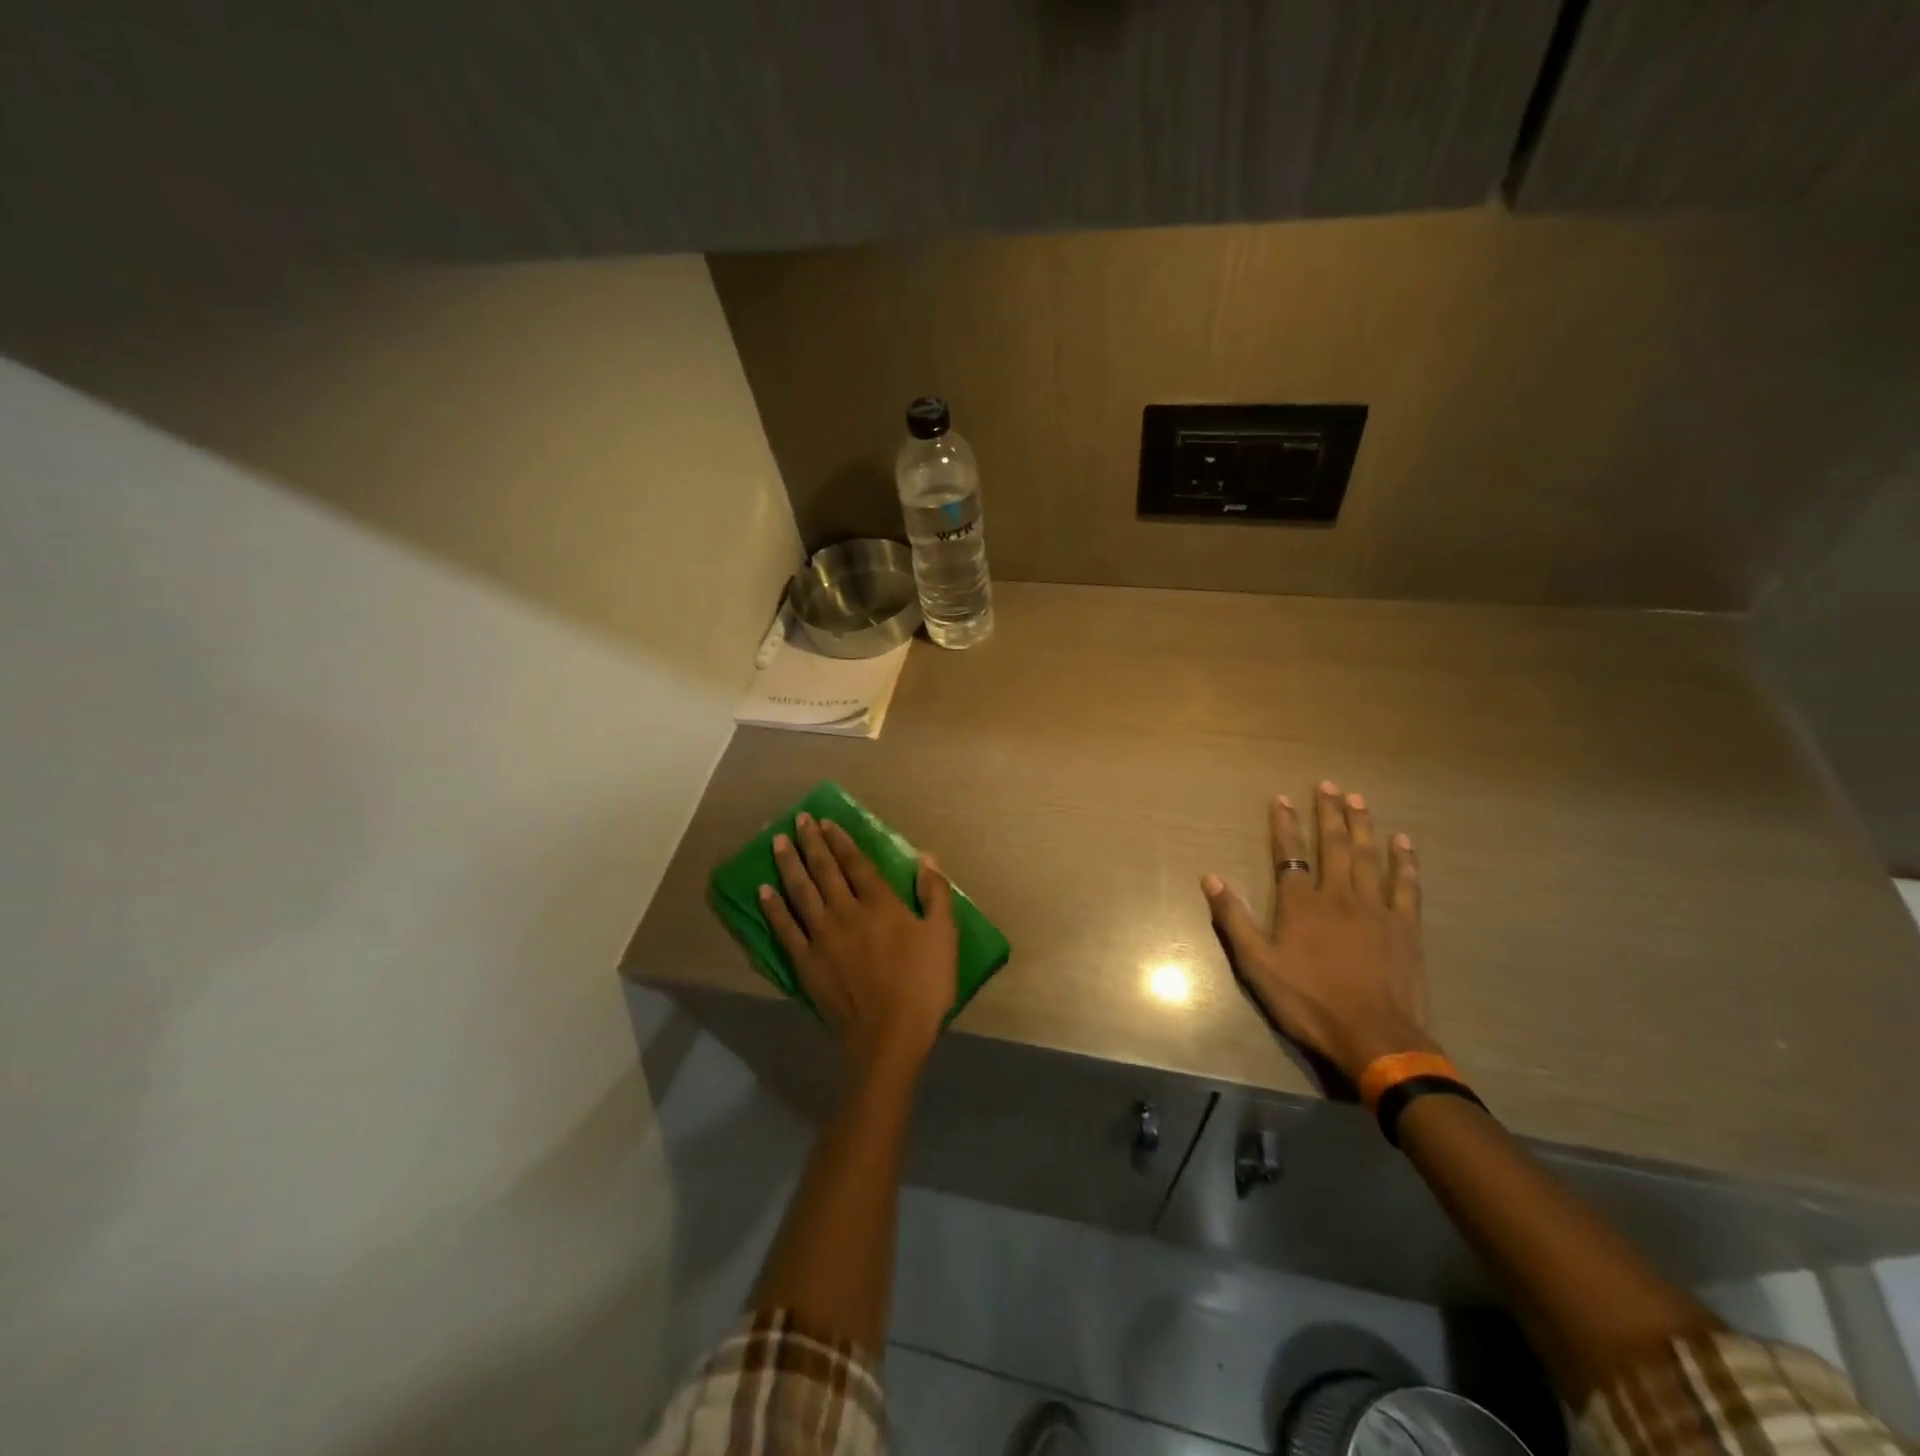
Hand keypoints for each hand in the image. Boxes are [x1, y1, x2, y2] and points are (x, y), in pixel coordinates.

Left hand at [760, 812, 957, 1077]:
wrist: (890, 1036)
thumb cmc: (923, 985)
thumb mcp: (944, 936)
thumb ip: (935, 894)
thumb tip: (926, 857)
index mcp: (880, 904)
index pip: (855, 863)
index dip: (840, 840)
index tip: (826, 822)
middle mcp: (846, 912)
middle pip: (824, 870)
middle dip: (811, 843)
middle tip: (799, 820)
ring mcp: (821, 937)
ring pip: (801, 892)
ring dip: (789, 864)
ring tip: (778, 842)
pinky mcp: (806, 962)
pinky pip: (785, 928)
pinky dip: (773, 908)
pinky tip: (763, 891)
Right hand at [1202, 782, 1436, 1083]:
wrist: (1375, 1037)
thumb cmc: (1309, 1003)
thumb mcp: (1257, 966)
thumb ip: (1234, 920)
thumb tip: (1211, 877)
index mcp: (1301, 905)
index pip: (1289, 854)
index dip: (1284, 825)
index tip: (1282, 798)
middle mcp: (1339, 896)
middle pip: (1333, 845)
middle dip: (1329, 813)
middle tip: (1328, 784)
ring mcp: (1376, 909)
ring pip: (1368, 856)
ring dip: (1363, 825)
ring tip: (1358, 799)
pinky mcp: (1406, 927)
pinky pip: (1406, 885)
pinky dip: (1405, 861)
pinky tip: (1403, 842)